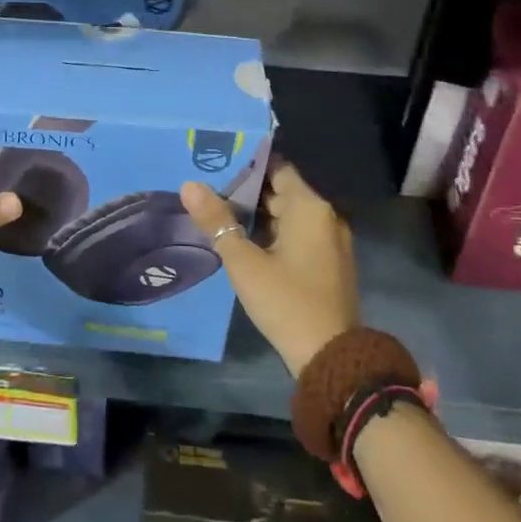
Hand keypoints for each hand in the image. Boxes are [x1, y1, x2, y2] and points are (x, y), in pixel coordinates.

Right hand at [181, 161, 359, 376]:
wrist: (330, 357)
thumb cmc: (285, 301)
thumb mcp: (243, 262)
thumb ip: (216, 220)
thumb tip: (189, 185)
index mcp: (310, 208)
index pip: (277, 168)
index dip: (248, 165)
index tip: (218, 164)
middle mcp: (326, 217)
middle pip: (283, 191)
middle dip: (247, 191)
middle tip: (209, 189)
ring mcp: (331, 242)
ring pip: (289, 215)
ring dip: (259, 215)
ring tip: (220, 213)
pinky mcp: (330, 264)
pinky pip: (298, 235)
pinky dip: (274, 233)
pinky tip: (245, 242)